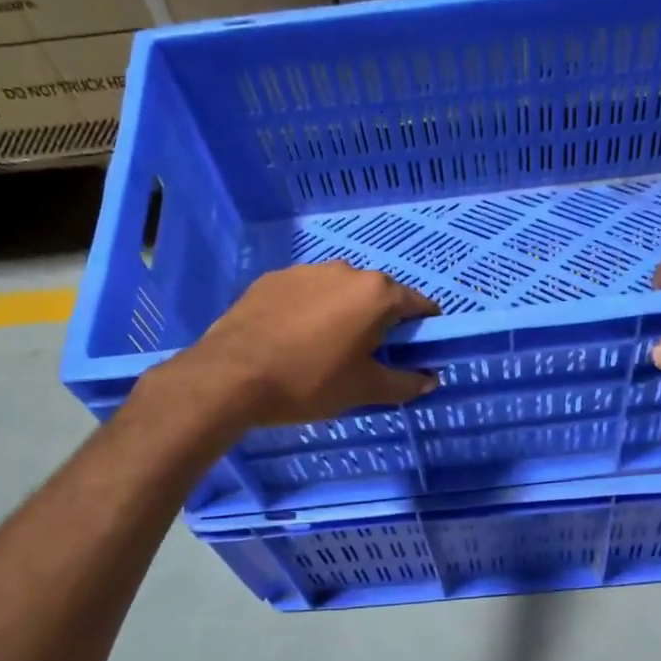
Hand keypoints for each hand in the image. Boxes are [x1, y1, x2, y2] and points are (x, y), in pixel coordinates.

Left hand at [178, 261, 440, 425]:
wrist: (230, 377)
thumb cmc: (310, 382)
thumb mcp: (365, 390)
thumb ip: (406, 383)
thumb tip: (430, 379)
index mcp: (376, 293)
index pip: (420, 305)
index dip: (425, 331)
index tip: (416, 354)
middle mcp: (345, 271)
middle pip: (379, 296)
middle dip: (382, 323)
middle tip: (370, 359)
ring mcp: (305, 271)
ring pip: (340, 292)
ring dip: (345, 315)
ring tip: (326, 351)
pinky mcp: (272, 279)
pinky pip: (306, 294)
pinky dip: (311, 312)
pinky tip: (294, 342)